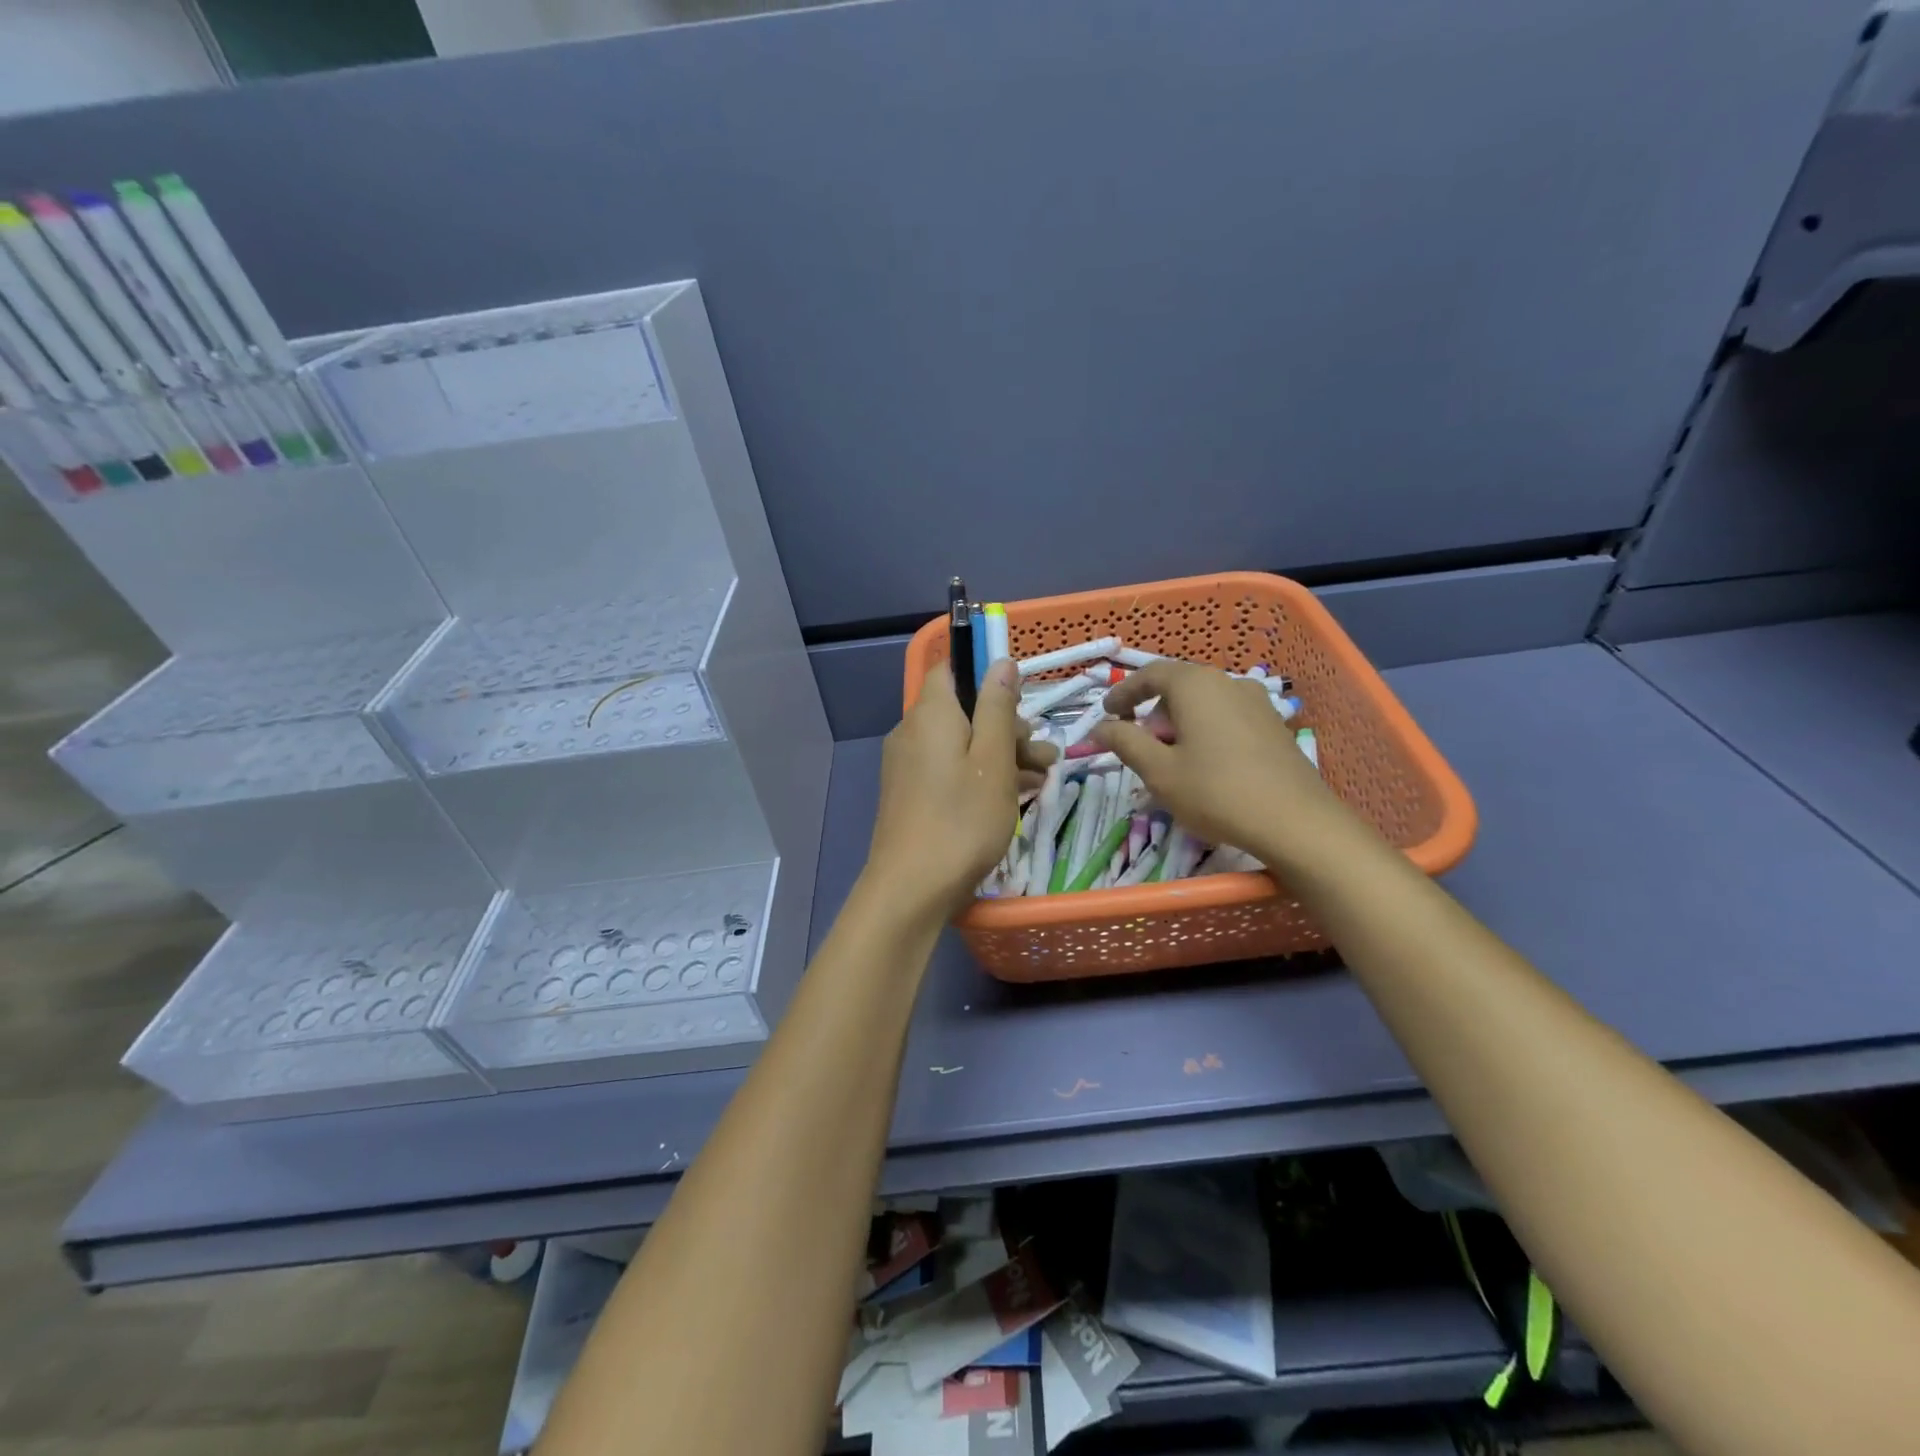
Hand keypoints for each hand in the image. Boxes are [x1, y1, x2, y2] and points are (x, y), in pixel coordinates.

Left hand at [867, 658, 1056, 917]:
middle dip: (1007, 726)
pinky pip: (949, 769)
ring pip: (961, 743)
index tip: (1021, 701)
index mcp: (931, 713)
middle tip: (1042, 754)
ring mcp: (908, 764)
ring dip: (1001, 754)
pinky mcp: (911, 793)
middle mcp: (912, 731)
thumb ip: (998, 707)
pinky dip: (979, 775)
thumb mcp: (993, 760)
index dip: (987, 677)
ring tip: (1041, 777)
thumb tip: (1000, 661)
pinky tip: (1013, 795)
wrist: (911, 888)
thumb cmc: (962, 819)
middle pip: (963, 710)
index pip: (952, 669)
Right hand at [1093, 659, 1344, 867]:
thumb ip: (1125, 742)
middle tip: (1141, 747)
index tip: (1107, 714)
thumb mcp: (1159, 771)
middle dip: (1153, 714)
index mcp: (1196, 685)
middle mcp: (1228, 682)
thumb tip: (1101, 727)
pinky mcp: (1274, 725)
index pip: (1150, 674)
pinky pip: (1227, 718)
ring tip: (1173, 761)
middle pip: (1178, 688)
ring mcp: (1257, 702)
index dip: (1124, 692)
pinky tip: (1206, 766)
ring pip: (1204, 704)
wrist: (1296, 822)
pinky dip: (1206, 732)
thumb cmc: (1216, 792)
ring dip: (1181, 725)